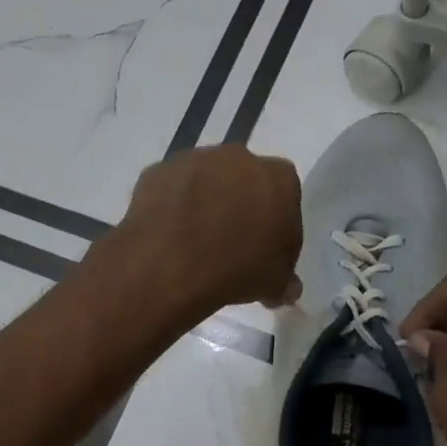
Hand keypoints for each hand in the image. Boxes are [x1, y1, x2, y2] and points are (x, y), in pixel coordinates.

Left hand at [107, 146, 302, 314]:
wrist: (171, 264)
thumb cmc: (237, 268)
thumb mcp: (275, 283)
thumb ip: (285, 278)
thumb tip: (288, 288)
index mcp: (278, 178)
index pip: (285, 194)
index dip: (275, 221)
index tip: (265, 246)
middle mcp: (238, 157)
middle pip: (243, 179)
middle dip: (239, 204)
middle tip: (229, 242)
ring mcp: (194, 159)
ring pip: (205, 180)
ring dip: (203, 202)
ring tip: (193, 241)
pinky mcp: (158, 170)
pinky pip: (172, 188)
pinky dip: (172, 206)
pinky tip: (168, 235)